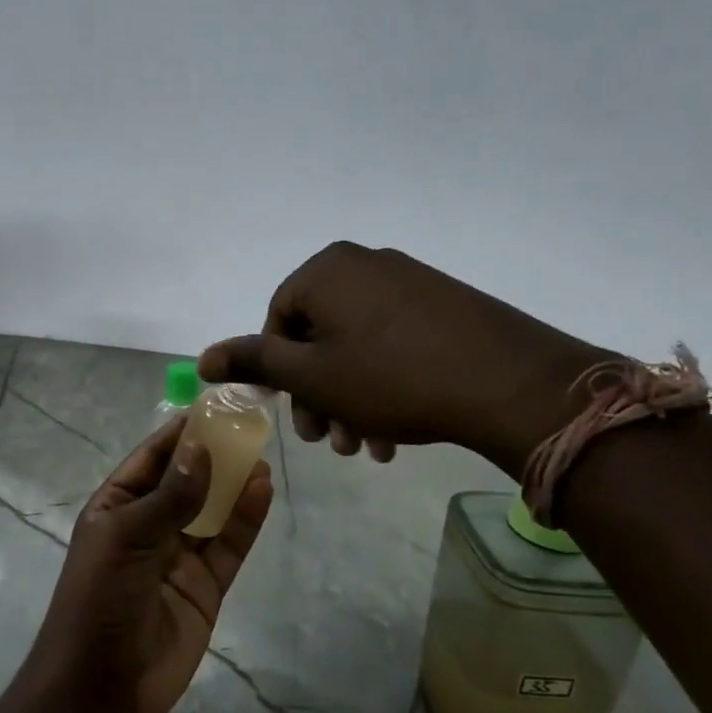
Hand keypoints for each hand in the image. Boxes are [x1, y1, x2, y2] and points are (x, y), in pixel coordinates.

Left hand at [28, 418, 272, 712]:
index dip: (181, 434)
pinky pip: (229, 545)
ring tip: (260, 452)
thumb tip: (201, 450)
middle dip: (213, 454)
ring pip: (212, 510)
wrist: (103, 686)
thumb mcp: (126, 538)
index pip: (151, 459)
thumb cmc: (99, 600)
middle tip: (248, 424)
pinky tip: (262, 490)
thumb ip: (168, 497)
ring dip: (233, 483)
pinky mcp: (206, 586)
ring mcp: (179, 556)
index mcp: (116, 507)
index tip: (213, 407)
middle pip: (186, 481)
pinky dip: (245, 519)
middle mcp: (148, 526)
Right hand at [198, 241, 611, 476]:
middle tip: (330, 441)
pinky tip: (396, 433)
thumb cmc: (390, 377)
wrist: (508, 383)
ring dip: (352, 400)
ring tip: (367, 447)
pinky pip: (395, 344)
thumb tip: (203, 358)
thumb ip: (255, 363)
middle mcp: (366, 265)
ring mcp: (410, 283)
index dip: (282, 375)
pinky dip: (385, 385)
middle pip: (319, 337)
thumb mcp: (311, 376)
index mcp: (327, 270)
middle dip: (319, 396)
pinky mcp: (445, 305)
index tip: (300, 416)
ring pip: (358, 347)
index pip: (278, 322)